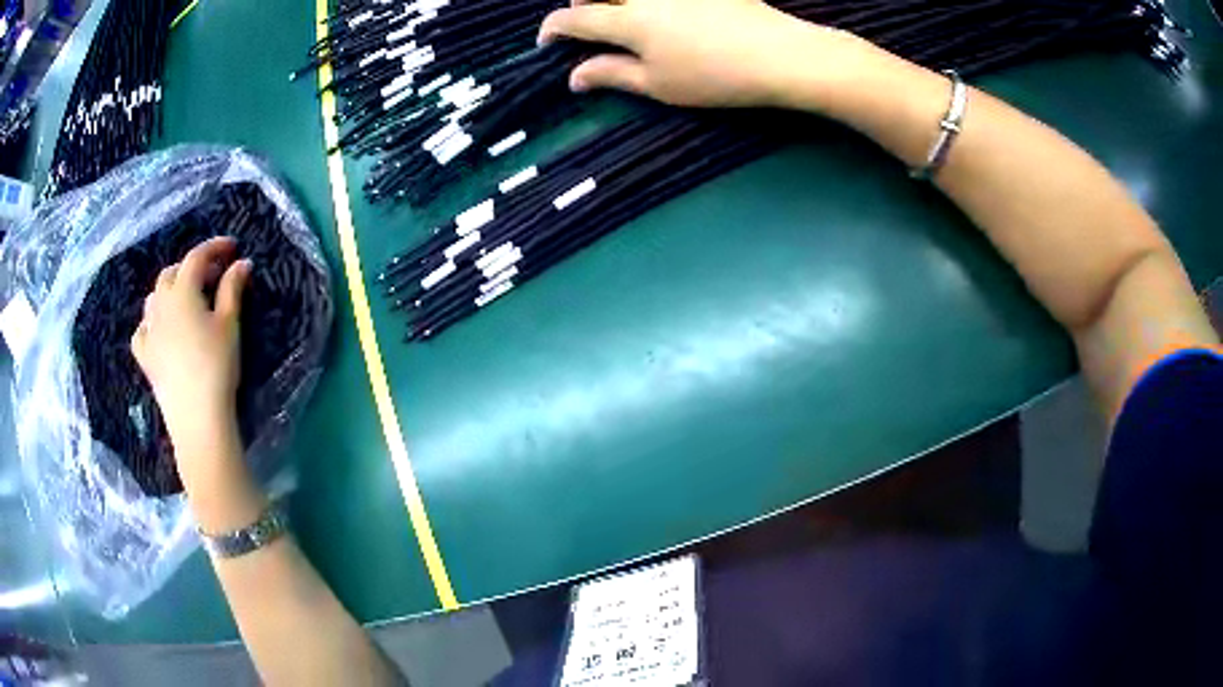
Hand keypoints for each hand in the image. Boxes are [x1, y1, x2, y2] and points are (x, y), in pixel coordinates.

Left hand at [131, 236, 252, 497]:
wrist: (197, 418)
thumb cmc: (216, 367)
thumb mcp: (230, 325)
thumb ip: (233, 289)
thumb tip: (241, 263)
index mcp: (182, 292)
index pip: (196, 257)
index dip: (214, 247)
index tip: (232, 247)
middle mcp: (160, 305)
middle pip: (171, 274)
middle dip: (191, 268)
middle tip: (212, 277)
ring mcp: (148, 332)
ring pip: (154, 298)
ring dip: (170, 291)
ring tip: (187, 301)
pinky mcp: (144, 357)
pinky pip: (142, 330)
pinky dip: (152, 322)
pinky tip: (160, 330)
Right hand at [538, 0, 870, 108]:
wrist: (780, 54)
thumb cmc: (714, 76)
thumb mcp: (658, 84)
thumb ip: (611, 74)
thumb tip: (574, 77)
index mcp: (625, 19)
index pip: (571, 19)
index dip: (551, 31)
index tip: (547, 44)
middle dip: (580, 6)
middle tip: (588, 26)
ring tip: (622, 17)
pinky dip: (647, 2)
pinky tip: (662, 13)